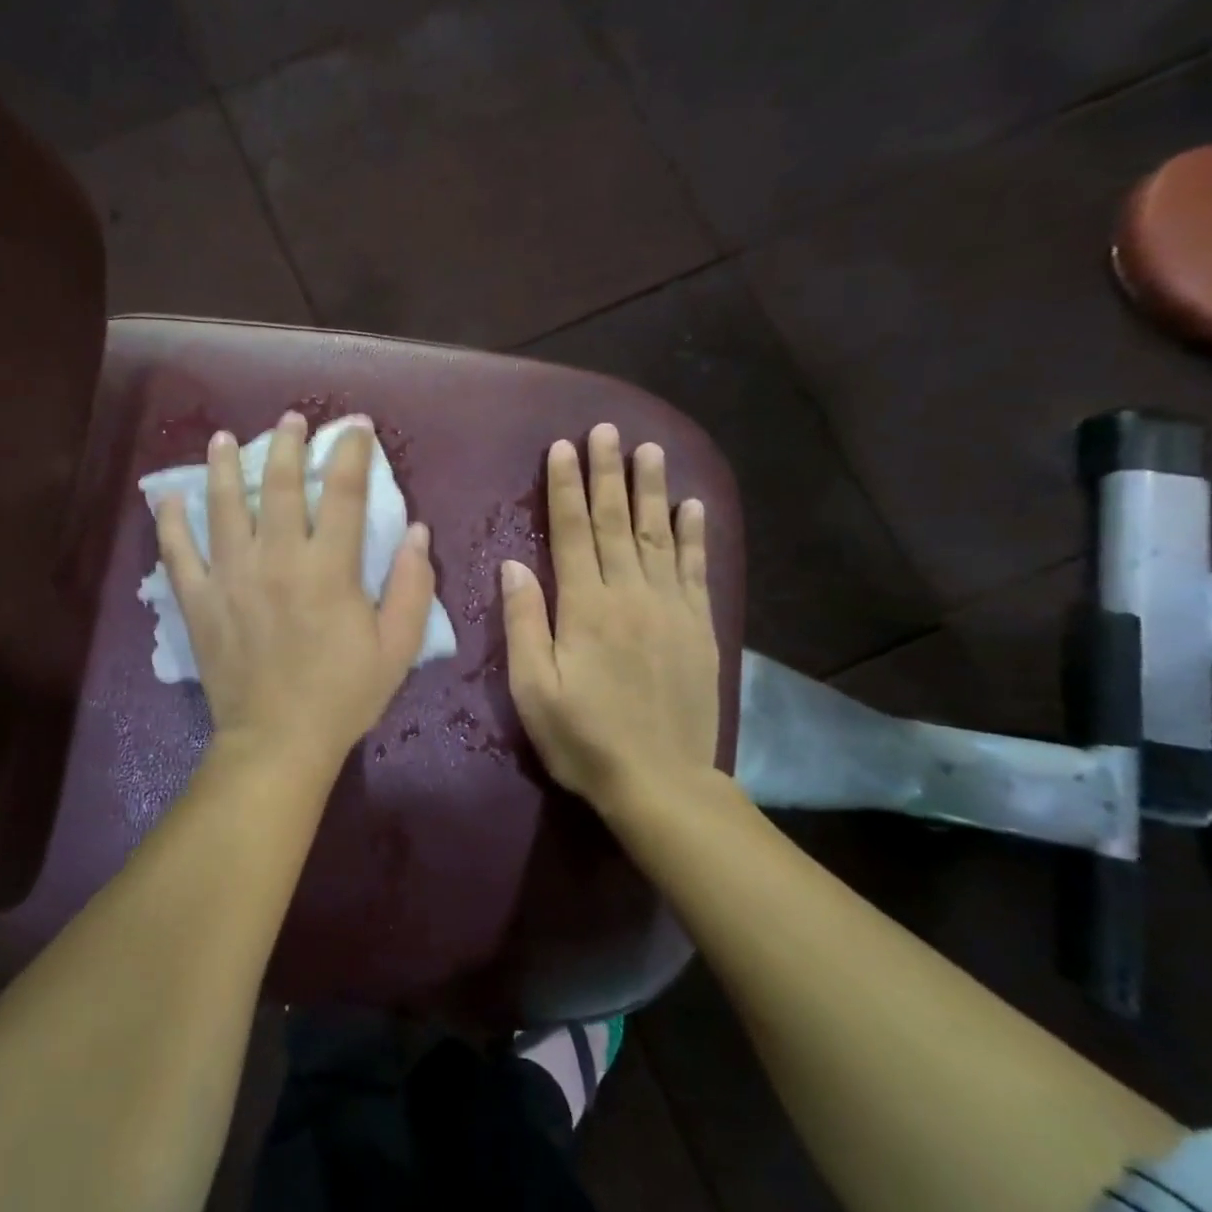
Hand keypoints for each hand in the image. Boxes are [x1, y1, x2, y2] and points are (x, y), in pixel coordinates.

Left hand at [157, 412, 437, 769]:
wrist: (277, 741)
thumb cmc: (343, 695)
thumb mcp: (396, 647)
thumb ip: (411, 585)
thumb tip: (416, 531)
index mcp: (329, 568)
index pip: (343, 492)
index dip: (351, 452)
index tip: (354, 426)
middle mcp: (277, 559)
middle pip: (279, 485)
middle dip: (287, 445)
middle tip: (290, 420)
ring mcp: (231, 576)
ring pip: (223, 506)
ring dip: (223, 466)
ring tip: (223, 438)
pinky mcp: (199, 601)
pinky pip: (178, 552)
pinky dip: (171, 522)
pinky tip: (167, 497)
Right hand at [502, 423, 720, 819]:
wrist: (660, 782)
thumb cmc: (583, 737)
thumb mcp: (532, 687)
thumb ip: (524, 622)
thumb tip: (514, 564)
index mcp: (585, 607)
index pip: (572, 532)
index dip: (565, 488)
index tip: (563, 447)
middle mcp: (630, 594)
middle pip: (617, 522)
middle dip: (608, 473)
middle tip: (606, 429)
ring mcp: (670, 608)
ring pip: (659, 535)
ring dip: (651, 489)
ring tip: (648, 450)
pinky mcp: (698, 627)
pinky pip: (696, 569)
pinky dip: (694, 534)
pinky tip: (692, 505)